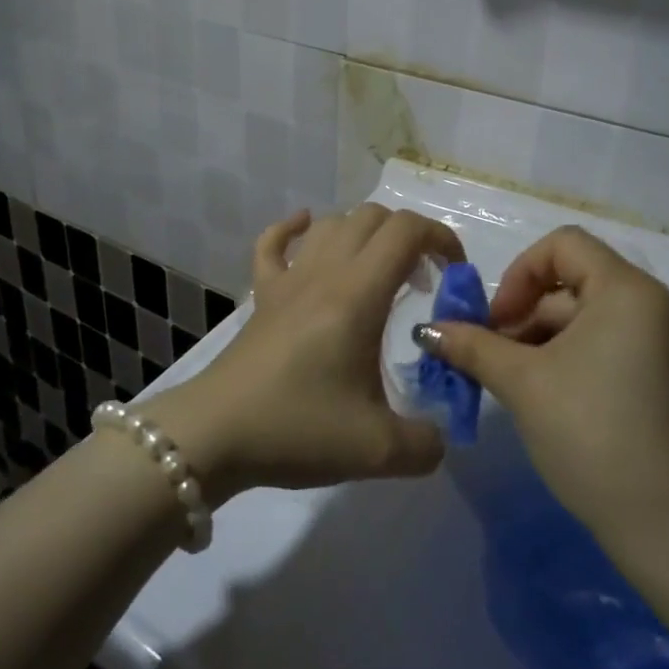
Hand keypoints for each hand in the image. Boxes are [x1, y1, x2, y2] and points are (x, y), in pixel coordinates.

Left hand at [144, 205, 463, 503]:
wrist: (215, 436)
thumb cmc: (297, 430)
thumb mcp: (378, 451)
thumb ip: (427, 443)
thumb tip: (440, 436)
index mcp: (358, 295)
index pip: (407, 231)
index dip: (441, 239)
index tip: (454, 275)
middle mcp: (325, 273)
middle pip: (374, 217)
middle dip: (409, 238)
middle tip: (422, 284)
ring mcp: (288, 280)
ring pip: (331, 223)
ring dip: (365, 234)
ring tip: (379, 272)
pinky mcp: (262, 295)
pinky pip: (273, 243)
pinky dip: (293, 228)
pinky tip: (305, 230)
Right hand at [428, 226, 668, 546]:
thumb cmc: (591, 434)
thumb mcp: (522, 383)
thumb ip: (472, 346)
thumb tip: (428, 331)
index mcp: (629, 291)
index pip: (564, 245)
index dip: (520, 273)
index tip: (497, 320)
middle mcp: (658, 306)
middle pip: (576, 283)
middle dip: (526, 315)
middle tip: (494, 357)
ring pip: (593, 318)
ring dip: (546, 339)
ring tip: (515, 382)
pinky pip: (616, 345)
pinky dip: (577, 356)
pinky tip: (552, 397)